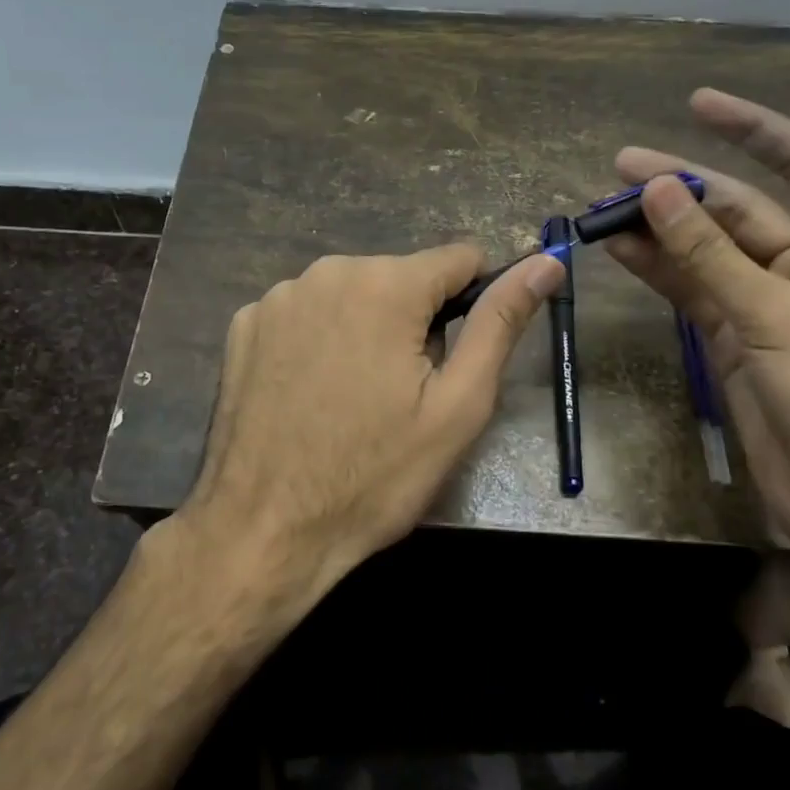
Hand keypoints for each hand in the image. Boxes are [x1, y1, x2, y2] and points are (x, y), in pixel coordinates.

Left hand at [174, 245, 563, 613]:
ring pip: (353, 294)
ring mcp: (277, 297)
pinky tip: (310, 393)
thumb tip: (545, 262)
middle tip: (405, 393)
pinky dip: (319, 340)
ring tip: (356, 399)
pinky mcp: (244, 325)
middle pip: (402, 278)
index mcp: (385, 284)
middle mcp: (326, 271)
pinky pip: (306, 314)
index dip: (474, 302)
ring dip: (367, 330)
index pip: (459, 258)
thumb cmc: (374, 475)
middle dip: (416, 322)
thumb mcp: (457, 406)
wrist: (263, 530)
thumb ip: (501, 323)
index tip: (461, 354)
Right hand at [608, 89, 789, 547]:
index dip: (752, 128)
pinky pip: (691, 288)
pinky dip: (657, 269)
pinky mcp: (733, 334)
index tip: (697, 103)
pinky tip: (619, 247)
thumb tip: (655, 190)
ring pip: (705, 250)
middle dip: (681, 187)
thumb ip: (708, 254)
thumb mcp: (776, 315)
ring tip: (603, 206)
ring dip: (659, 229)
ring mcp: (767, 299)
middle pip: (738, 208)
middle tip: (620, 166)